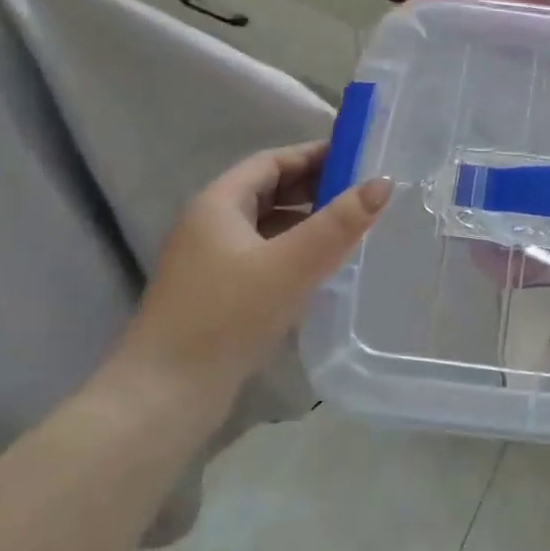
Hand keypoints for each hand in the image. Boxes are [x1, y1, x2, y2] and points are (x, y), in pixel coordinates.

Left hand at [111, 142, 392, 407]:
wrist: (166, 395)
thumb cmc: (228, 316)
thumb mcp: (292, 264)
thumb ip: (339, 222)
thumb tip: (383, 182)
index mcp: (218, 204)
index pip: (271, 161)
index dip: (313, 155)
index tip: (358, 158)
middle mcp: (209, 225)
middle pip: (267, 191)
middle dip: (314, 187)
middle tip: (362, 194)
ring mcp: (209, 261)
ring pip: (266, 225)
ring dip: (305, 221)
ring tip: (350, 229)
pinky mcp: (216, 294)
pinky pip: (262, 255)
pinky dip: (293, 250)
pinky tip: (320, 269)